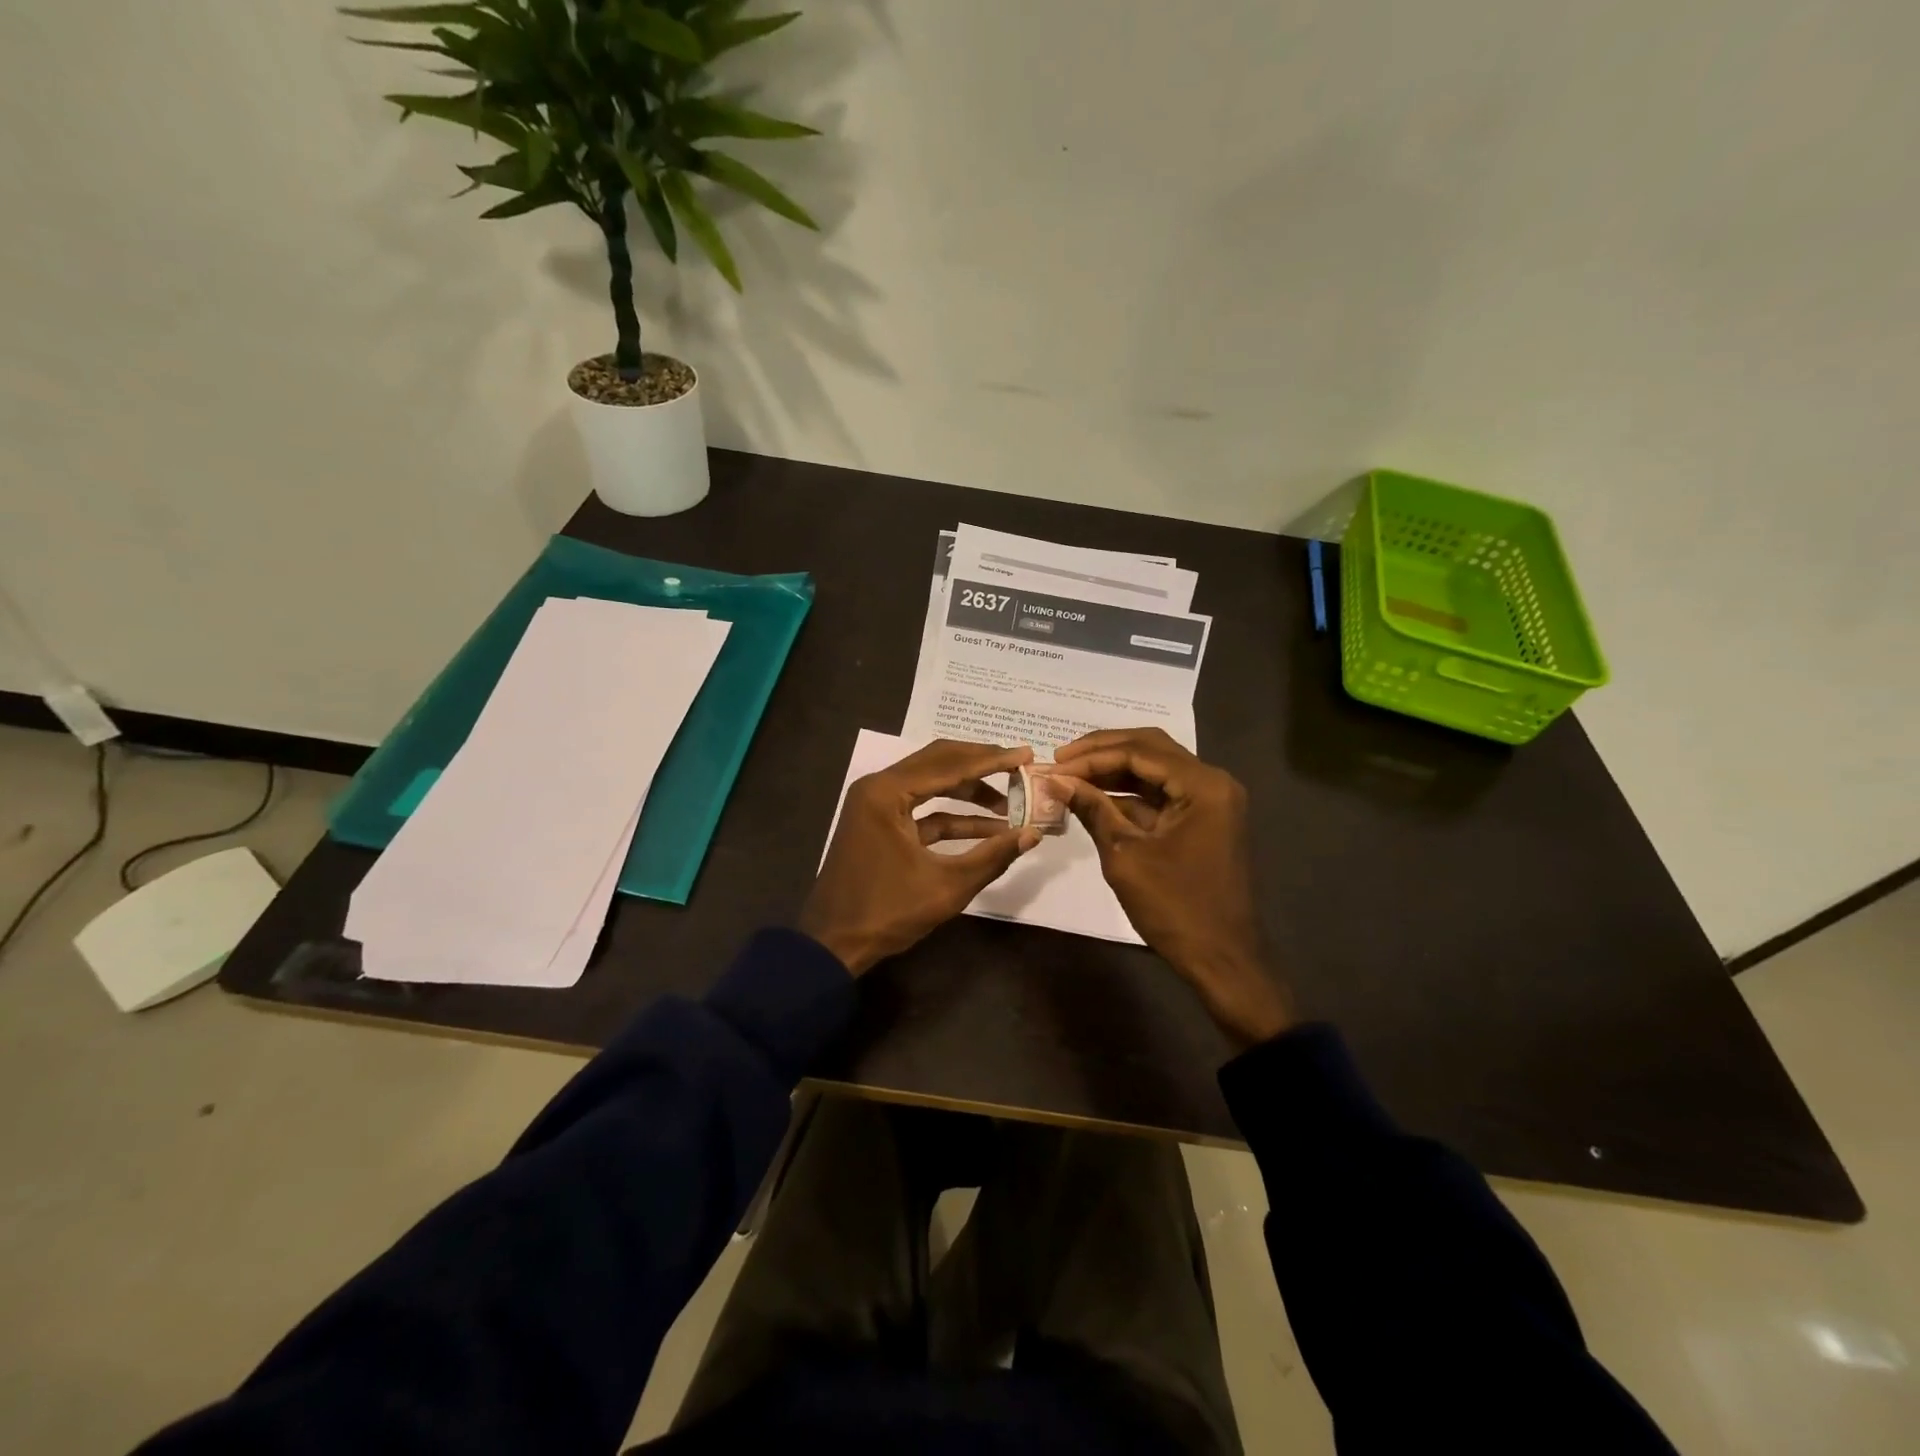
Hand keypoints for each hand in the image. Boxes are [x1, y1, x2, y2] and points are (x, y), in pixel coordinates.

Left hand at [800, 739, 1040, 975]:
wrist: (833, 944)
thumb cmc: (887, 912)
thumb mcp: (947, 886)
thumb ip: (993, 856)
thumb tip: (1034, 834)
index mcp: (887, 793)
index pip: (949, 764)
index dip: (992, 760)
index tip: (1027, 753)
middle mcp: (878, 788)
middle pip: (939, 763)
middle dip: (981, 765)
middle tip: (1020, 766)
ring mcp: (876, 805)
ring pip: (931, 784)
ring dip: (970, 792)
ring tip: (1012, 801)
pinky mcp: (879, 824)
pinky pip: (922, 809)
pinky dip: (953, 816)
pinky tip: (989, 828)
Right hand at [1053, 728, 1294, 1047]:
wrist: (1222, 959)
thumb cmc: (1175, 908)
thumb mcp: (1125, 856)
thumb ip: (1093, 810)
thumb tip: (1056, 780)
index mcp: (1203, 786)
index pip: (1139, 752)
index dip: (1092, 756)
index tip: (1053, 764)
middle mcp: (1212, 782)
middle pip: (1150, 748)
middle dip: (1102, 751)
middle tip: (1060, 758)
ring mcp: (1211, 800)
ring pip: (1155, 769)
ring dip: (1113, 770)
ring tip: (1070, 775)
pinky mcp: (1203, 819)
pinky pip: (1162, 793)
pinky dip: (1128, 793)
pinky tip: (1094, 797)